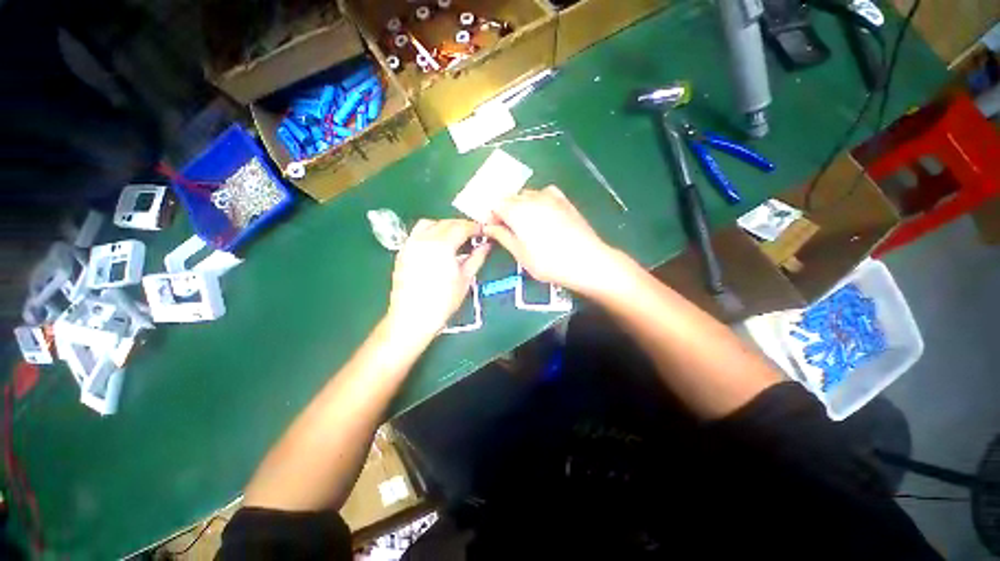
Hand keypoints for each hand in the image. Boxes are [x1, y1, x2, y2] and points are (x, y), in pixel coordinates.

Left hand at [386, 219, 489, 342]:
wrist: (413, 318)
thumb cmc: (442, 302)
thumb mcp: (465, 279)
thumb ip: (477, 258)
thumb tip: (486, 246)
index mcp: (441, 245)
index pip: (461, 227)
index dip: (474, 227)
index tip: (482, 231)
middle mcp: (423, 239)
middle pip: (445, 223)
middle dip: (461, 226)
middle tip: (473, 236)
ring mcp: (410, 245)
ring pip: (429, 224)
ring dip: (444, 226)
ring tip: (454, 239)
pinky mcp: (403, 252)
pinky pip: (417, 233)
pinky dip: (430, 233)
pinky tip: (438, 246)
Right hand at [484, 186, 623, 295]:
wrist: (587, 260)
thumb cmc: (549, 262)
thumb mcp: (520, 254)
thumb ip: (502, 237)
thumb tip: (488, 228)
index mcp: (517, 211)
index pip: (495, 205)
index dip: (492, 217)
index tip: (494, 230)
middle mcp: (531, 198)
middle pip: (510, 198)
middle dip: (505, 211)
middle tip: (509, 231)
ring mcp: (549, 196)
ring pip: (526, 195)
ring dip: (521, 207)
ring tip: (527, 226)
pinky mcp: (563, 200)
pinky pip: (544, 194)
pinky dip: (538, 201)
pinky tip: (542, 215)